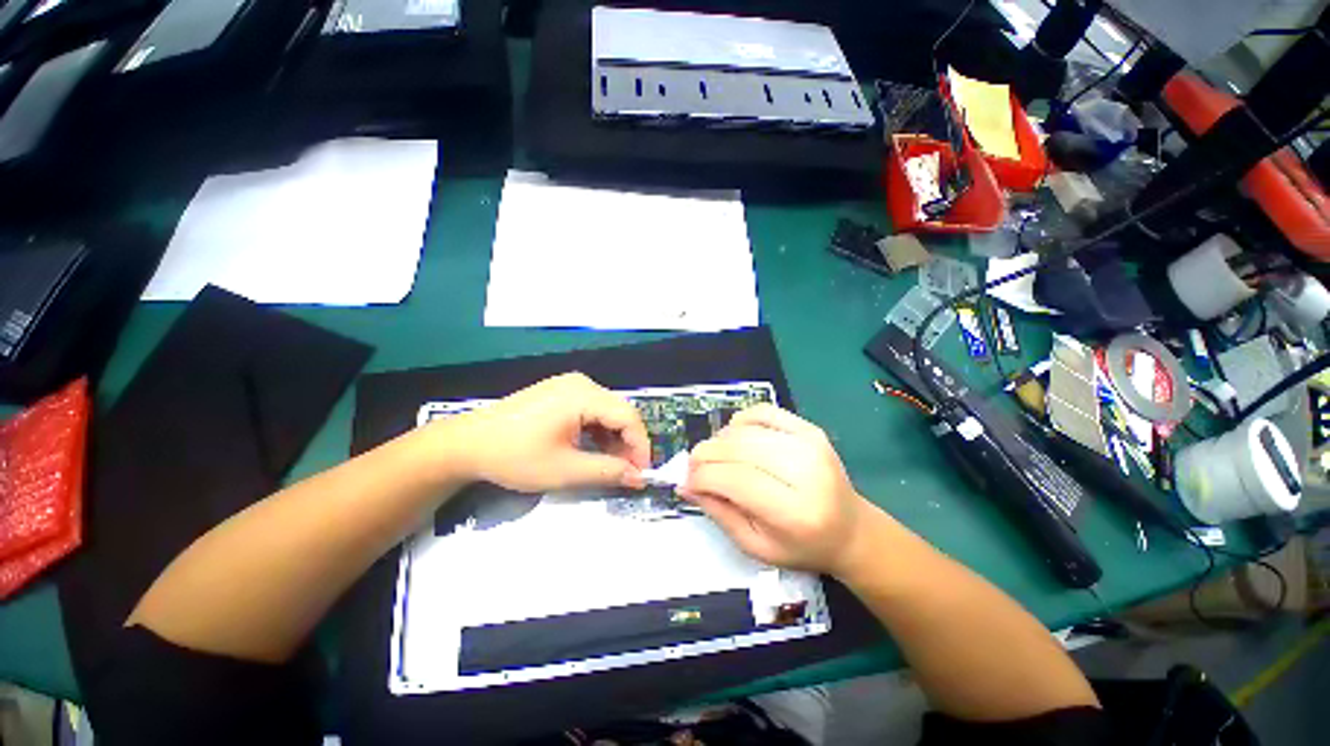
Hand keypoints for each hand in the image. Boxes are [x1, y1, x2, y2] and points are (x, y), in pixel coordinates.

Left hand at [440, 373, 650, 492]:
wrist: (466, 445)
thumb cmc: (514, 456)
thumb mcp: (565, 470)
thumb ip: (607, 472)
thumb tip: (638, 477)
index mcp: (583, 395)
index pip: (629, 416)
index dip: (641, 445)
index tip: (642, 472)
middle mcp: (581, 383)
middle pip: (619, 412)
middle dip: (627, 443)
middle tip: (625, 473)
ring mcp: (568, 386)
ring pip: (606, 412)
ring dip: (612, 439)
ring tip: (608, 465)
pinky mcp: (559, 393)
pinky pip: (590, 410)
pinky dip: (597, 431)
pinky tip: (591, 450)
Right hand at [680, 405, 873, 574]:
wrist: (851, 529)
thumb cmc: (802, 546)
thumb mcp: (755, 546)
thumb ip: (718, 512)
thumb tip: (685, 484)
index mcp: (794, 511)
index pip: (734, 479)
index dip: (701, 476)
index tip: (687, 481)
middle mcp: (805, 470)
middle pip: (737, 448)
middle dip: (704, 456)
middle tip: (694, 469)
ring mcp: (809, 443)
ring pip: (744, 429)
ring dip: (719, 441)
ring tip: (717, 459)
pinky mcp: (809, 428)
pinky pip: (760, 412)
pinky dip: (739, 422)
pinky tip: (737, 439)